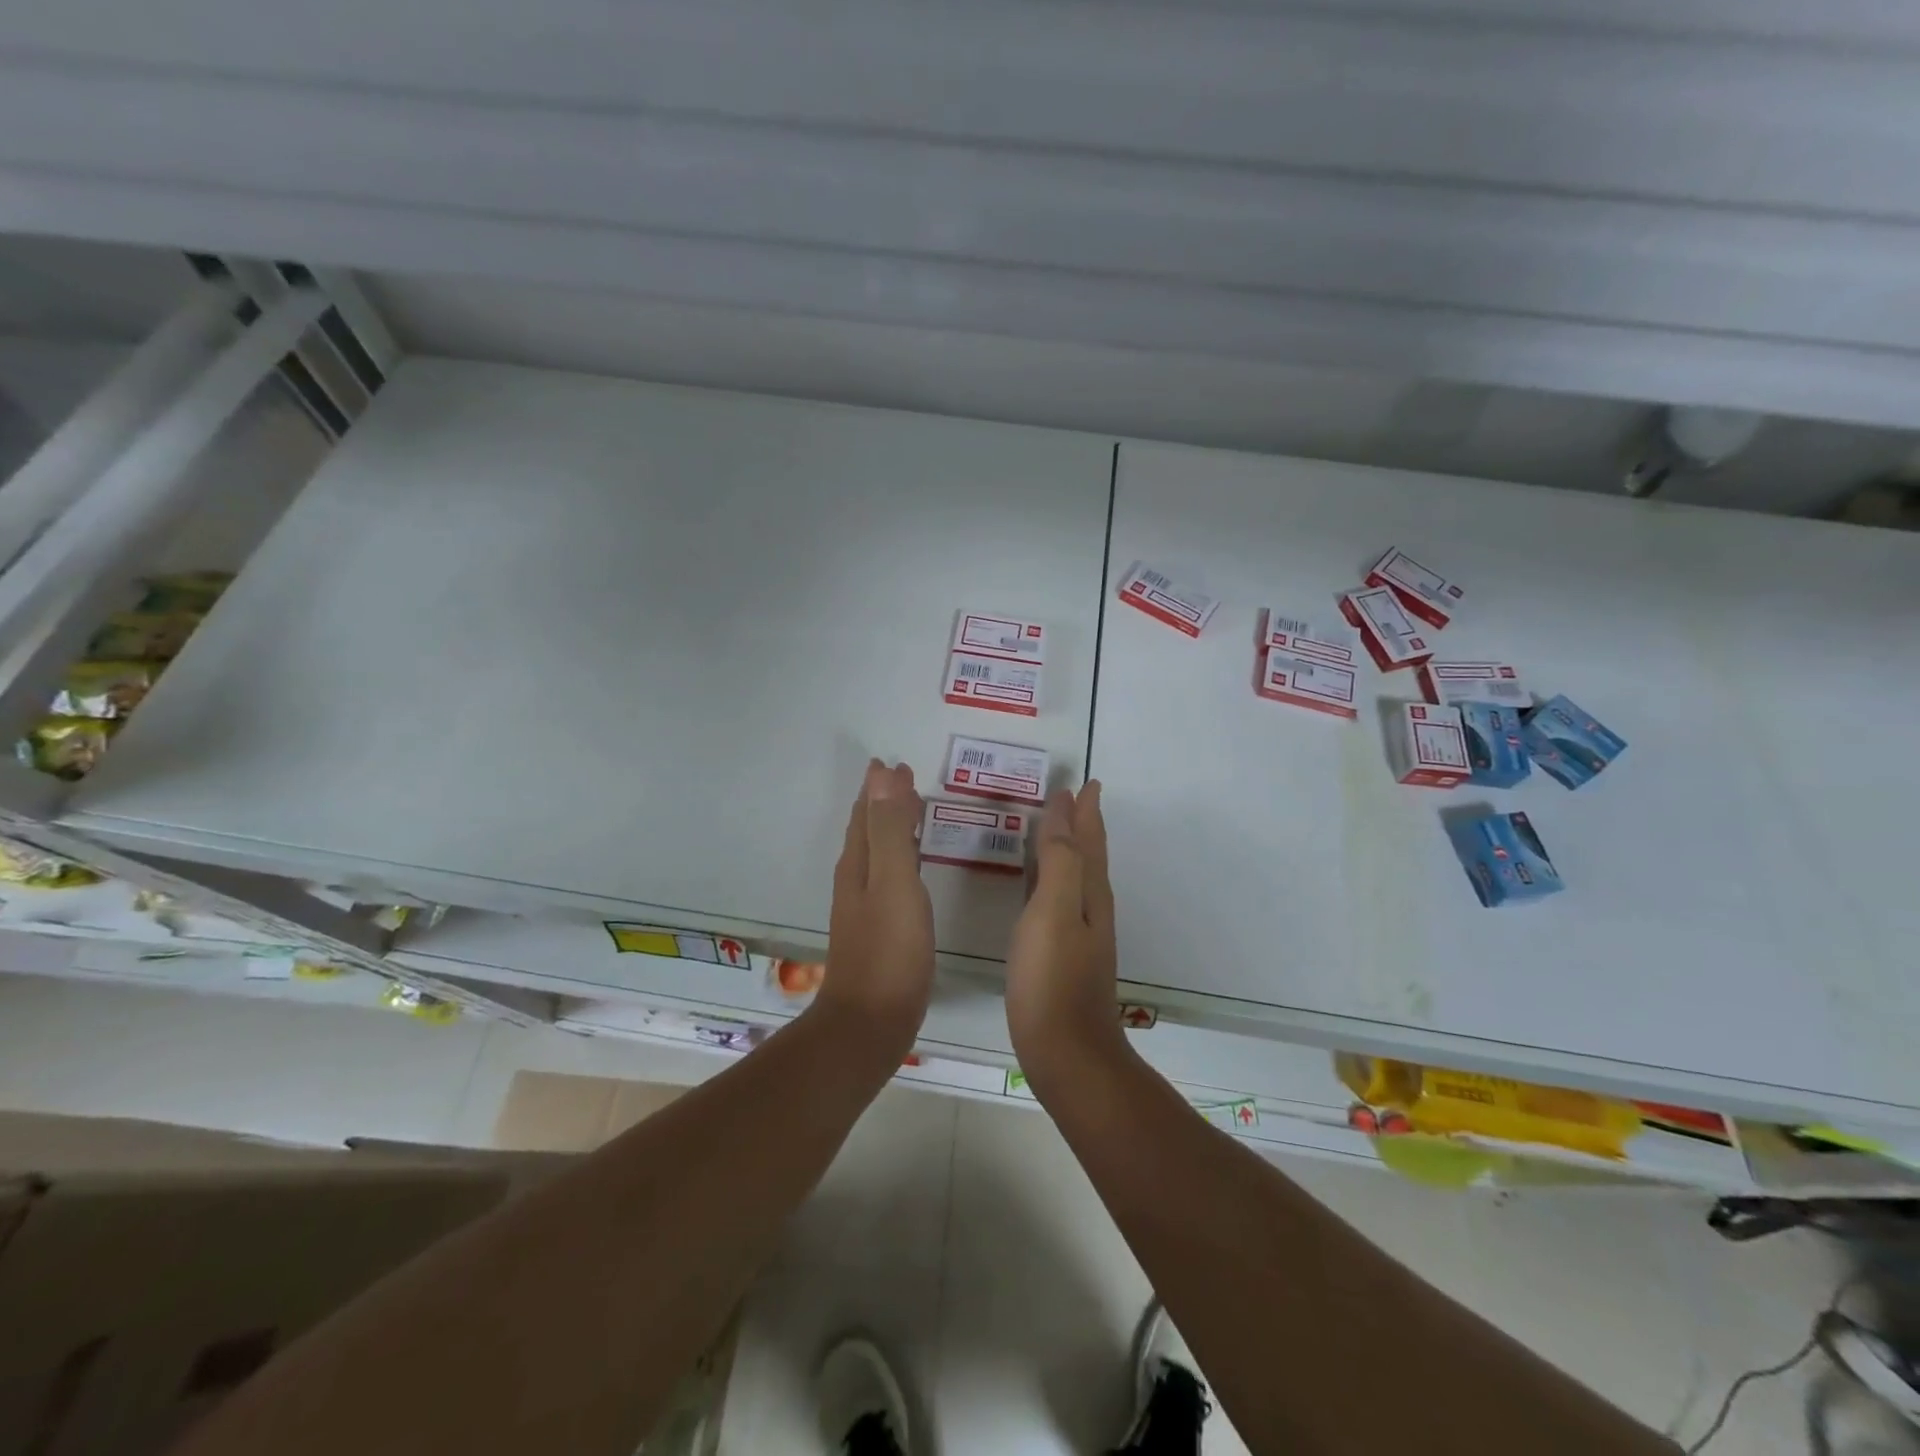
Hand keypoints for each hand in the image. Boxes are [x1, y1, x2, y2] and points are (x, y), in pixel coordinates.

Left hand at [817, 759, 935, 1061]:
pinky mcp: (879, 932)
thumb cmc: (889, 950)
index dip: (878, 788)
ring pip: (877, 854)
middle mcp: (856, 881)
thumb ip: (891, 829)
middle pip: (867, 831)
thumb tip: (882, 774)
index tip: (893, 763)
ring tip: (911, 813)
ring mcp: (865, 909)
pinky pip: (889, 878)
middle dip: (882, 803)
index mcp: (859, 865)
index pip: (866, 814)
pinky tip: (911, 872)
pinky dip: (900, 859)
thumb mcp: (894, 880)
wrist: (870, 1023)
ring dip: (890, 828)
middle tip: (904, 780)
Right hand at [1005, 781, 1125, 1095]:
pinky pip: (1058, 900)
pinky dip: (1051, 880)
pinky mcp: (1062, 957)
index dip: (1085, 811)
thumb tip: (1065, 811)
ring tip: (1054, 829)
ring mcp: (1079, 936)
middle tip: (1072, 798)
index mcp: (1090, 894)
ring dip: (1068, 849)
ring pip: (1075, 878)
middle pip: (1088, 856)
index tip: (1085, 782)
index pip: (1089, 840)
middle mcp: (1091, 910)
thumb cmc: (1052, 979)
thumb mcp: (1054, 911)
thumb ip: (1059, 860)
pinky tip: (1037, 887)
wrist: (1067, 1055)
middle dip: (1081, 825)